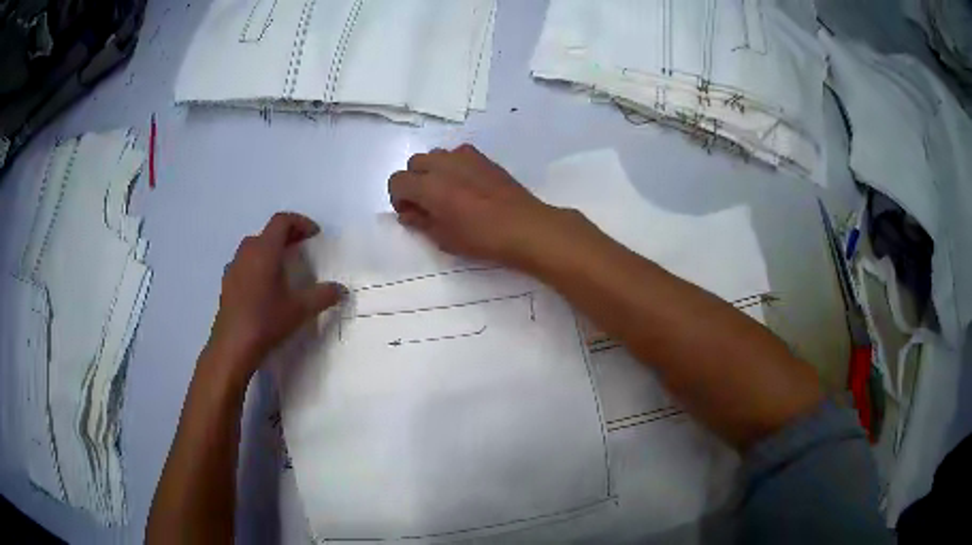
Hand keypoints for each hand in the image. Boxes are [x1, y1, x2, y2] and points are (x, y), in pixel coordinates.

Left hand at [208, 213, 343, 379]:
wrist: (233, 346)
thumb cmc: (267, 321)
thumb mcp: (300, 309)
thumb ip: (323, 295)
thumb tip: (341, 289)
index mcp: (265, 251)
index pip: (282, 221)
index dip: (300, 222)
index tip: (314, 235)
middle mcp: (247, 252)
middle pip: (267, 232)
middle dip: (287, 235)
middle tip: (302, 247)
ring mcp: (234, 267)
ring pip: (254, 246)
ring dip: (270, 249)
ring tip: (283, 266)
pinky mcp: (227, 283)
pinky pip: (244, 263)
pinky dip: (257, 264)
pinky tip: (264, 285)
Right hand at [388, 144, 570, 267]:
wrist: (524, 227)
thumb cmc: (481, 238)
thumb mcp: (444, 238)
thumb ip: (420, 221)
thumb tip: (407, 213)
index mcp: (428, 186)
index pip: (397, 181)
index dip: (398, 197)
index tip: (411, 212)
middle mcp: (442, 164)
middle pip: (414, 163)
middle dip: (414, 181)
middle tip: (426, 203)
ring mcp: (464, 157)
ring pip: (435, 155)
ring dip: (432, 171)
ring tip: (447, 192)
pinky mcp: (482, 157)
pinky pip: (457, 154)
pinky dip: (453, 165)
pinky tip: (466, 184)